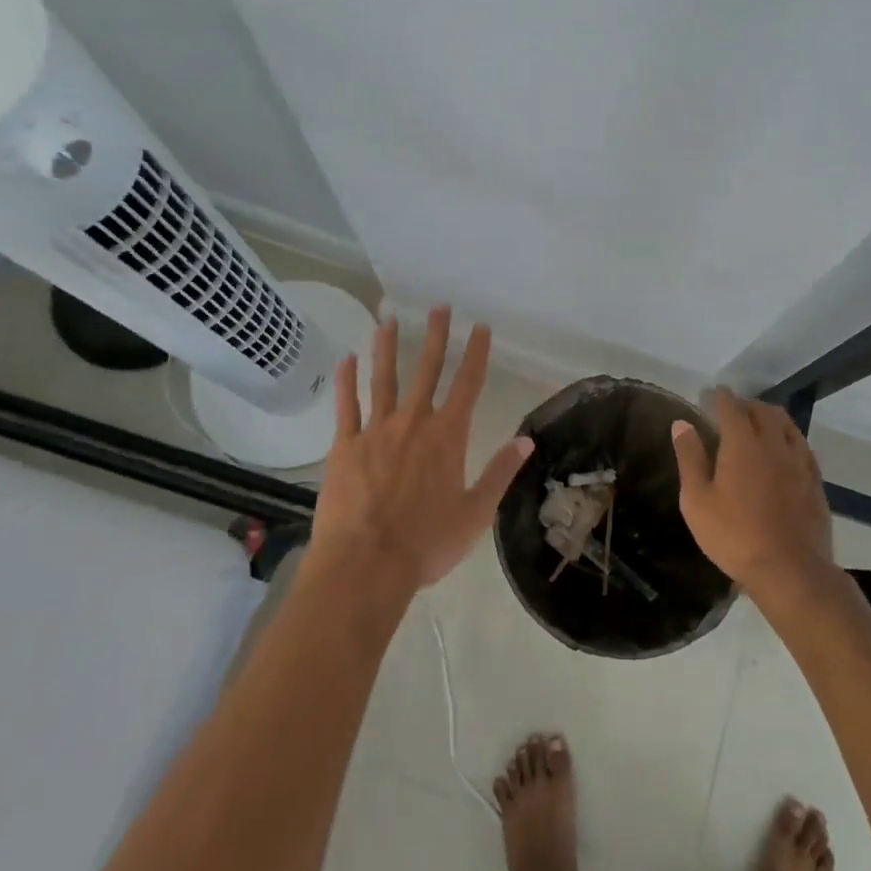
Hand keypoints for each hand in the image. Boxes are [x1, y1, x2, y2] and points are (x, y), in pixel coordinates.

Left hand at [310, 306, 533, 590]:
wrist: (366, 565)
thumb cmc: (426, 543)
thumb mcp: (476, 513)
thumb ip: (500, 472)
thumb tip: (527, 440)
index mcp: (448, 436)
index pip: (467, 384)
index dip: (476, 353)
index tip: (480, 326)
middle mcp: (414, 422)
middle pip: (427, 370)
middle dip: (435, 336)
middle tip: (438, 306)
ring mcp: (376, 430)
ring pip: (383, 379)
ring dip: (387, 347)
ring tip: (388, 318)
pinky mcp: (344, 445)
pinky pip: (345, 406)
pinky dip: (346, 381)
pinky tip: (346, 359)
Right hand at [671, 388, 834, 600]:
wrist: (790, 570)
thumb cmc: (734, 535)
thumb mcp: (697, 500)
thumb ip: (690, 457)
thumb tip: (681, 423)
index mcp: (742, 442)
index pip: (730, 406)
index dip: (718, 396)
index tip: (708, 395)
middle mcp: (774, 443)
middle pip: (762, 410)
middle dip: (745, 404)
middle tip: (730, 410)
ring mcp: (799, 461)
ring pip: (787, 424)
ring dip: (770, 416)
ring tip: (758, 423)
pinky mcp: (815, 480)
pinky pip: (802, 445)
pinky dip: (788, 438)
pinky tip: (783, 450)